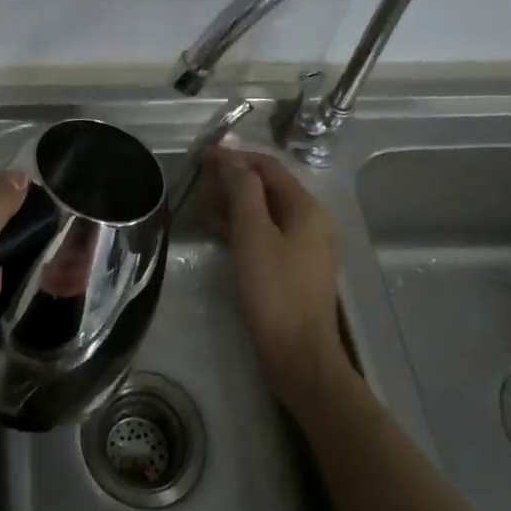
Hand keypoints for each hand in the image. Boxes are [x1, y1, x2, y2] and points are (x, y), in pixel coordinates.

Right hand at [210, 147, 347, 414]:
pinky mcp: (295, 268)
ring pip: (265, 211)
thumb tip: (229, 155)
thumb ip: (242, 189)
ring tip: (203, 210)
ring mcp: (305, 246)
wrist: (298, 355)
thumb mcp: (253, 233)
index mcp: (306, 208)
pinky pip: (266, 234)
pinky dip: (243, 227)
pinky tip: (219, 233)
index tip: (201, 159)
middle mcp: (311, 221)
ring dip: (234, 204)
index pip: (268, 167)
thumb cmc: (274, 289)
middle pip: (267, 187)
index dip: (234, 158)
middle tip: (199, 187)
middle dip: (232, 181)